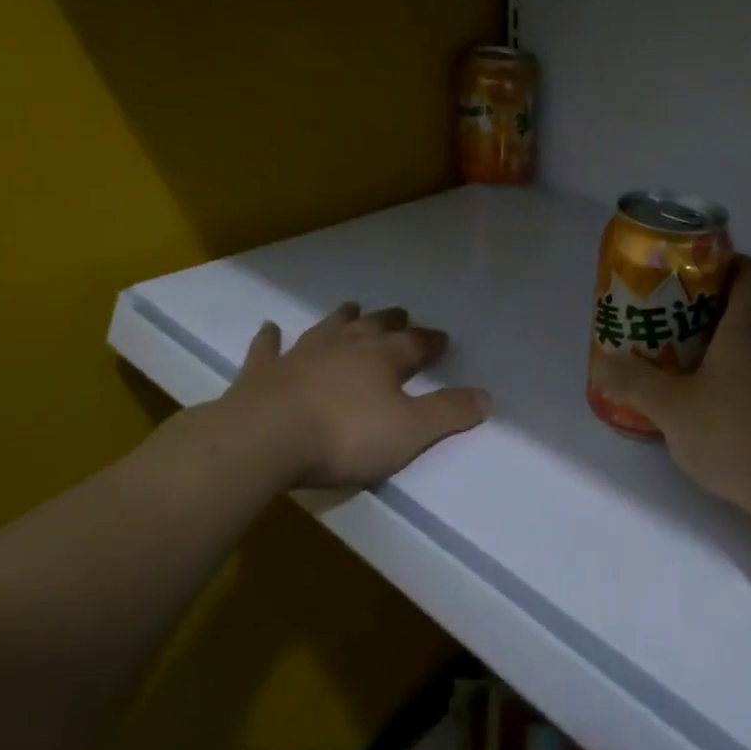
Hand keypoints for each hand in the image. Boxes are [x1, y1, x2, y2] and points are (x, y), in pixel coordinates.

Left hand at [201, 303, 491, 489]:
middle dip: (390, 321)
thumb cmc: (345, 436)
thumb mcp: (410, 432)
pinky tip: (269, 329)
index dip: (430, 341)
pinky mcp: (263, 372)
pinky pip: (268, 349)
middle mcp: (345, 346)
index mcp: (383, 358)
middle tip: (401, 314)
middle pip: (374, 326)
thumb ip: (449, 413)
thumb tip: (487, 397)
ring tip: (351, 307)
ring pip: (328, 327)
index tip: (442, 339)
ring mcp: (301, 354)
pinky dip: (270, 339)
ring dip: (342, 318)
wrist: (264, 441)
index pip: (415, 344)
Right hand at [590, 258, 750, 518]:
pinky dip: (735, 379)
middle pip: (747, 307)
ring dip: (720, 348)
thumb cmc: (736, 432)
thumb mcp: (671, 408)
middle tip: (668, 322)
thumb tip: (606, 364)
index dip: (726, 264)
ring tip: (680, 364)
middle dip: (708, 310)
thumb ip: (635, 383)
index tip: (691, 276)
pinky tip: (708, 407)